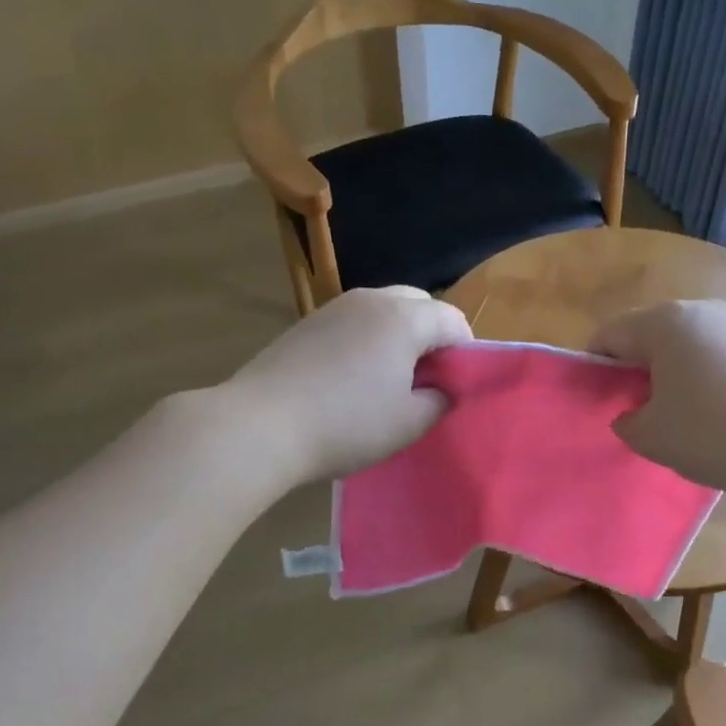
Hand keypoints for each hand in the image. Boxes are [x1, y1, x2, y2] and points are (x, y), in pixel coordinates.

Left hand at [223, 286, 472, 483]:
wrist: (259, 426)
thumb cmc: (346, 424)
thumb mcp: (408, 423)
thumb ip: (439, 400)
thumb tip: (443, 388)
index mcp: (404, 318)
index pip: (453, 320)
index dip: (466, 351)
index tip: (457, 385)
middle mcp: (371, 300)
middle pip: (419, 304)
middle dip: (432, 335)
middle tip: (428, 379)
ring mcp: (335, 308)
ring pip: (384, 309)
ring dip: (399, 336)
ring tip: (390, 379)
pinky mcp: (307, 323)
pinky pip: (354, 321)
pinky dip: (367, 339)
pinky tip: (353, 377)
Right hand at [591, 299, 725, 496]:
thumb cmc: (712, 435)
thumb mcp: (650, 436)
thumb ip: (625, 420)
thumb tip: (631, 414)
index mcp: (663, 322)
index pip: (608, 335)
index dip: (595, 369)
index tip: (599, 404)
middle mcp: (697, 310)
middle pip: (644, 334)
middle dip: (631, 369)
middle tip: (634, 412)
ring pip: (679, 343)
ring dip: (665, 373)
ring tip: (673, 416)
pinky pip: (709, 353)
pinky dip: (696, 375)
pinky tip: (708, 412)